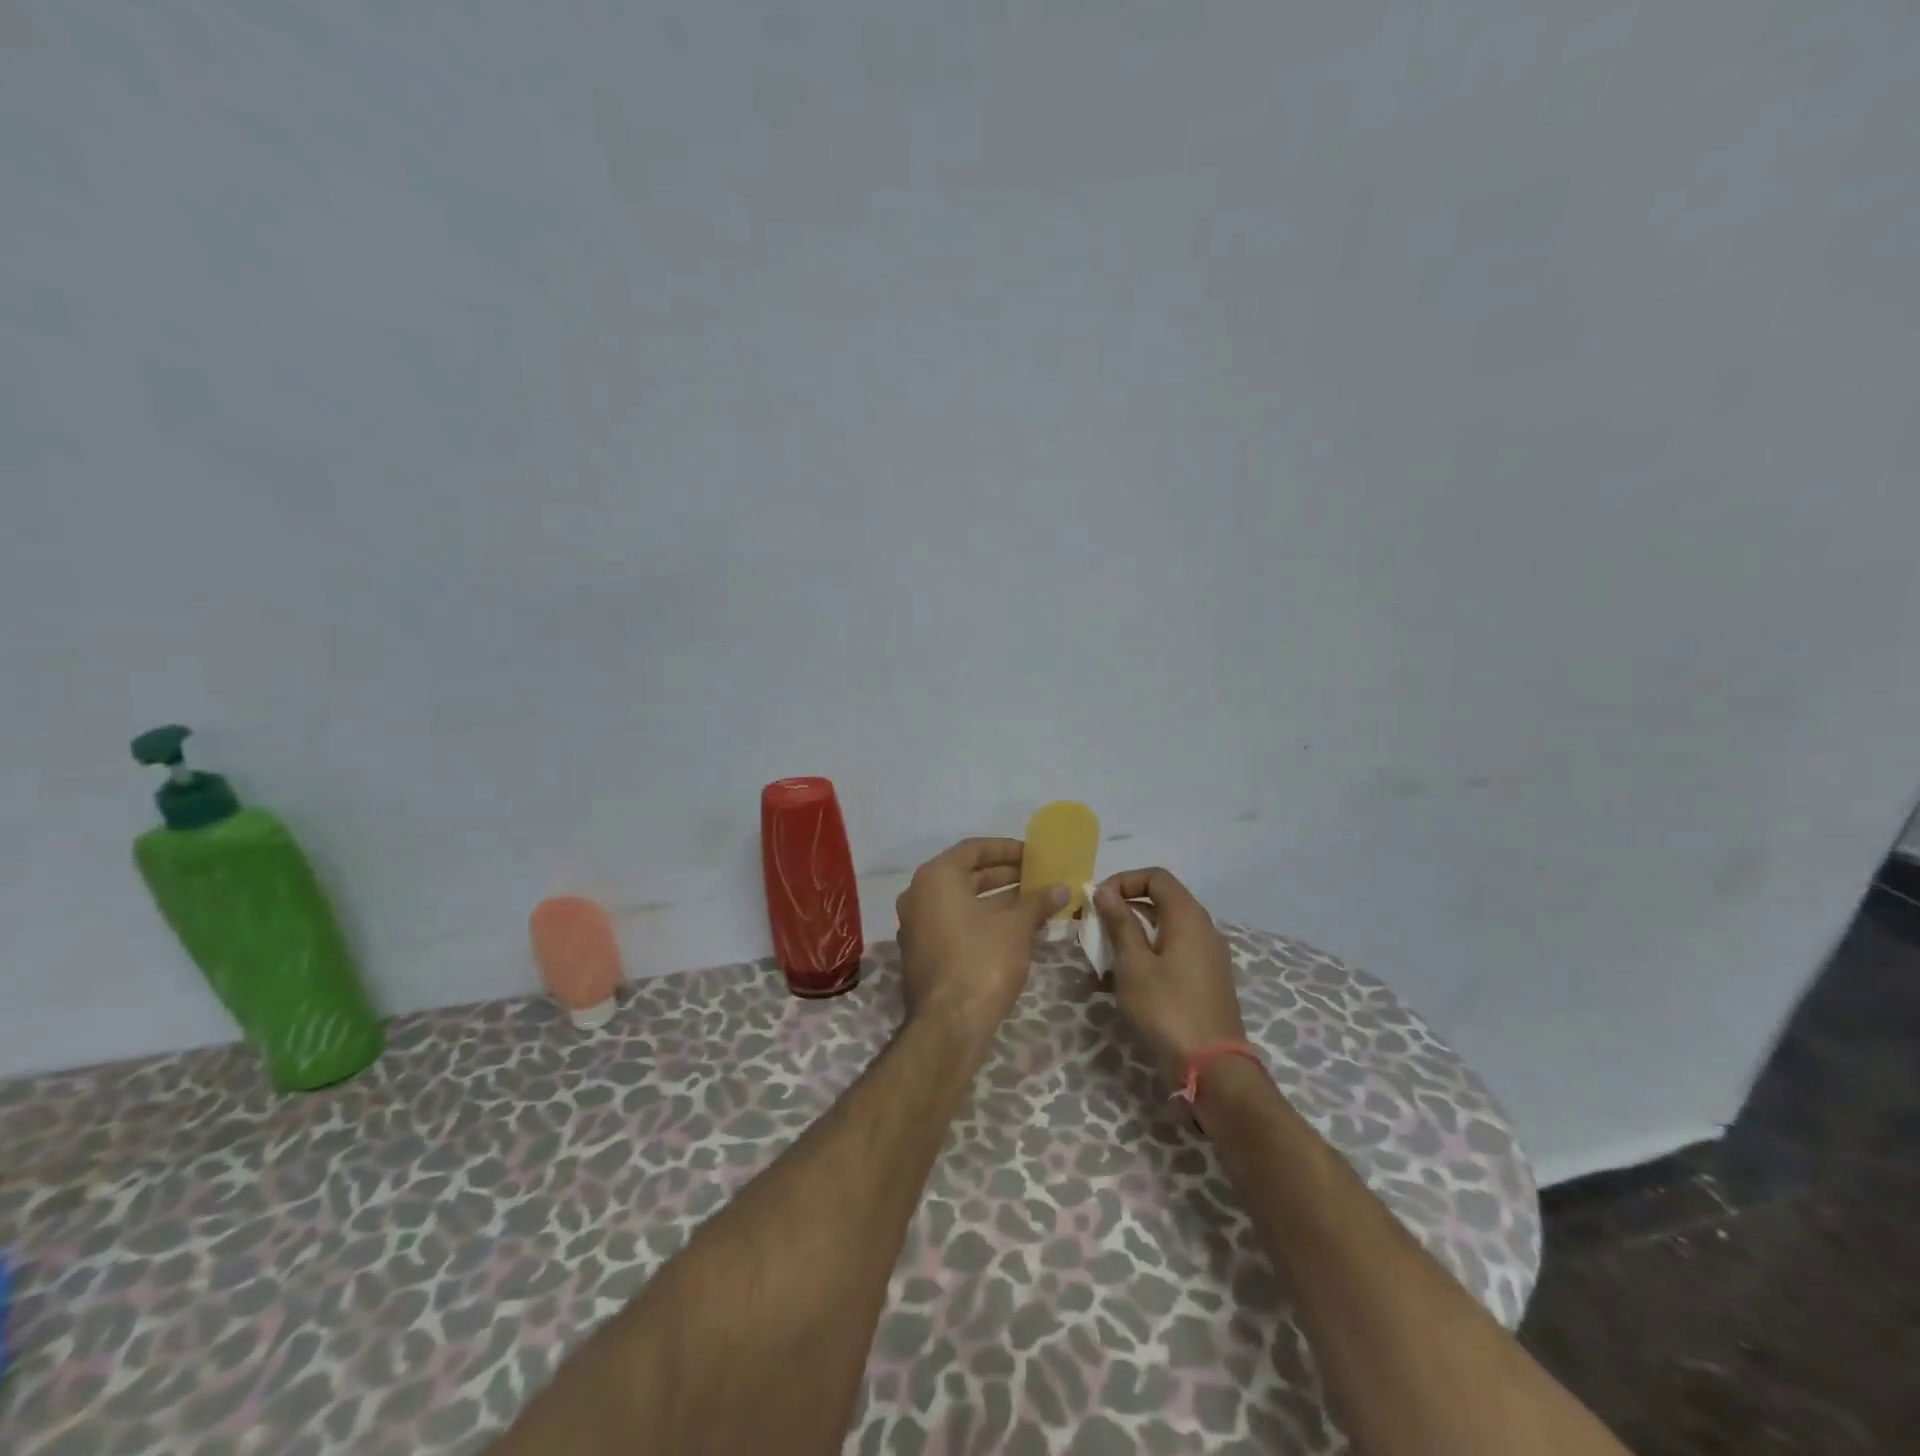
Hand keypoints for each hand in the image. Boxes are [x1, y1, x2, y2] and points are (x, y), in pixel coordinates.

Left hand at [896, 838, 1066, 1040]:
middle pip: (966, 875)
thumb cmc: (981, 961)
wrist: (948, 1025)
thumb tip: (1061, 888)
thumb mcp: (1016, 927)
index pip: (974, 849)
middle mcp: (919, 896)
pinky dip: (983, 922)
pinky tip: (1016, 930)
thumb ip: (1037, 901)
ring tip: (1035, 903)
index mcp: (935, 878)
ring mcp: (917, 926)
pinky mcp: (923, 953)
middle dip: (1005, 876)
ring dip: (998, 901)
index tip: (1034, 854)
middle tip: (1038, 877)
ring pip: (962, 902)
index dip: (1007, 849)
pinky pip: (956, 924)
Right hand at [1094, 867, 1245, 1092]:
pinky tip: (1116, 986)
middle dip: (1121, 912)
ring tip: (1098, 964)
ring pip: (1161, 933)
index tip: (1097, 902)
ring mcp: (1206, 958)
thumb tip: (1106, 892)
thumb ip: (1119, 923)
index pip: (1156, 877)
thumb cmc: (1166, 1009)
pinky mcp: (1203, 982)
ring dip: (1128, 940)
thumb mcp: (1133, 964)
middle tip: (1092, 932)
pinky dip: (1143, 961)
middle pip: (1158, 903)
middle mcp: (1202, 930)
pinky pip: (1169, 957)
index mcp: (1188, 917)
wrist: (1211, 1070)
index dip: (1123, 881)